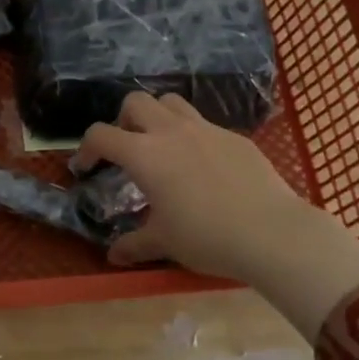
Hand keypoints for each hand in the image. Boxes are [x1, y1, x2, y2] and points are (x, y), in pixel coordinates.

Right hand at [74, 92, 358, 341]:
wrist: (272, 232)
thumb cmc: (207, 237)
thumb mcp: (164, 243)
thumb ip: (134, 245)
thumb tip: (113, 256)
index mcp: (145, 154)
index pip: (101, 135)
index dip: (86, 149)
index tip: (86, 168)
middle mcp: (172, 132)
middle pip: (135, 102)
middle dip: (122, 120)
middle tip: (126, 149)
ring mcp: (207, 130)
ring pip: (172, 102)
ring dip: (157, 117)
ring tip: (161, 147)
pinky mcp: (235, 137)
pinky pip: (204, 124)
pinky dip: (192, 135)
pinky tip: (202, 167)